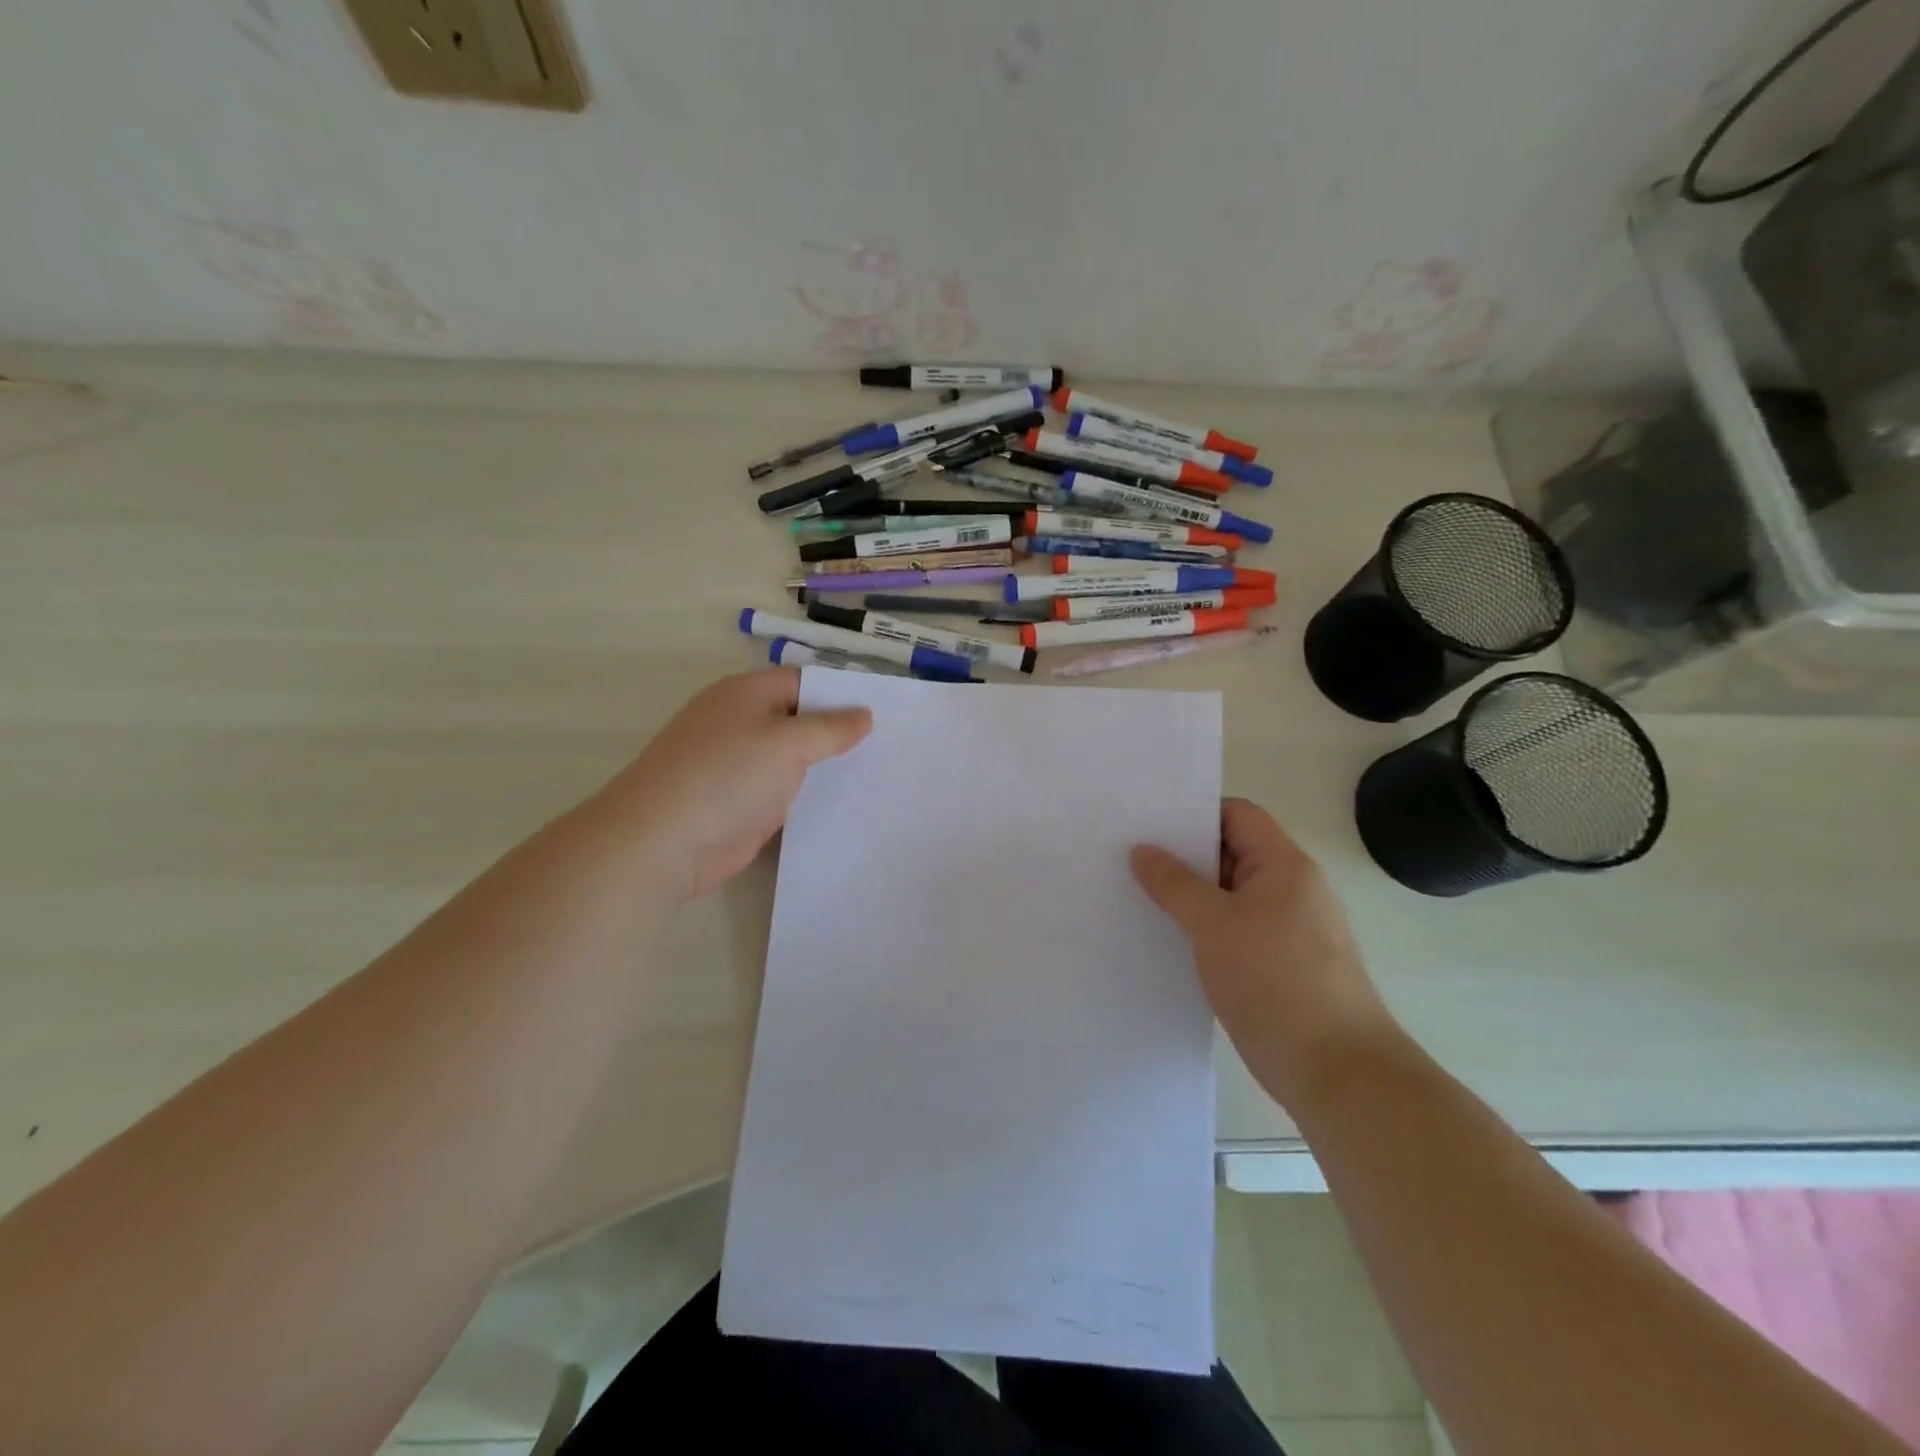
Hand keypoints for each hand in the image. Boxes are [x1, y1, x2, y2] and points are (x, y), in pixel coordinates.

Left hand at [599, 669, 870, 899]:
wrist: (663, 841)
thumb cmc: (726, 775)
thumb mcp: (787, 743)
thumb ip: (829, 729)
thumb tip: (863, 715)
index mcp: (745, 695)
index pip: (803, 682)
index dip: (841, 693)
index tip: (883, 709)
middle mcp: (741, 724)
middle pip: (798, 720)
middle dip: (839, 731)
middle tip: (891, 743)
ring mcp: (738, 766)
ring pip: (793, 759)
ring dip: (826, 767)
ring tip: (879, 772)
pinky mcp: (741, 804)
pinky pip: (784, 792)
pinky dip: (809, 796)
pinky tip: (846, 804)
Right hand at [1132, 799, 1397, 1113]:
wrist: (1335, 1071)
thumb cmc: (1276, 981)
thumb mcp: (1214, 925)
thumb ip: (1174, 884)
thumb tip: (1142, 850)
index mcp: (1285, 865)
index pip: (1238, 815)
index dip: (1195, 813)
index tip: (1148, 823)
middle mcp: (1291, 889)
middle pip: (1232, 852)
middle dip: (1183, 855)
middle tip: (1129, 856)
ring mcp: (1287, 928)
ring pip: (1230, 895)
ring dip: (1190, 895)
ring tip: (1137, 894)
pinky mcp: (1279, 964)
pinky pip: (1234, 929)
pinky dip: (1203, 928)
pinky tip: (1166, 938)